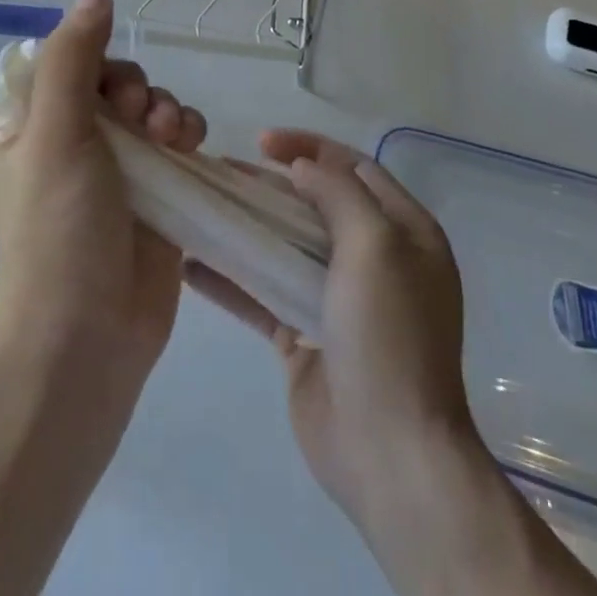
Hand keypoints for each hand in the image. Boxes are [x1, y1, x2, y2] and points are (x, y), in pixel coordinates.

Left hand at [0, 0, 206, 386]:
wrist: (90, 334)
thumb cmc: (58, 230)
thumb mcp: (55, 133)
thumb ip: (73, 57)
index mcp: (22, 129)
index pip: (55, 64)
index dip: (86, 57)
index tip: (101, 76)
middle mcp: (63, 143)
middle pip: (105, 79)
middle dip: (130, 86)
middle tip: (136, 114)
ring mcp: (111, 168)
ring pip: (144, 105)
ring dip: (162, 105)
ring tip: (170, 133)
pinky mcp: (152, 190)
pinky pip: (172, 138)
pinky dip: (183, 130)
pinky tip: (189, 144)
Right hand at [186, 130, 485, 535]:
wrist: (390, 453)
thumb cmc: (387, 335)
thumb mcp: (375, 245)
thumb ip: (338, 193)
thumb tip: (302, 166)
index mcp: (405, 233)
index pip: (354, 168)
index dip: (309, 147)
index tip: (263, 142)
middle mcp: (374, 260)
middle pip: (314, 204)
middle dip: (269, 184)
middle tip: (221, 170)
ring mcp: (337, 300)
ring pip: (284, 246)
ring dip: (245, 225)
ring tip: (200, 206)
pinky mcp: (304, 336)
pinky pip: (263, 294)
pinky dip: (231, 279)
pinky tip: (190, 265)